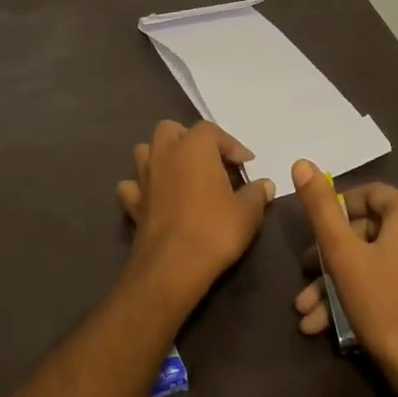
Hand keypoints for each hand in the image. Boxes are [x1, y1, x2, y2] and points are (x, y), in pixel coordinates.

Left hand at [118, 120, 274, 307]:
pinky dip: (141, 187)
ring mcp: (143, 177)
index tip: (246, 164)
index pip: (212, 130)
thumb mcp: (247, 212)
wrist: (173, 266)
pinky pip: (132, 185)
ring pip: (145, 151)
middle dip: (188, 139)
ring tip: (180, 174)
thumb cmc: (215, 230)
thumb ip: (256, 194)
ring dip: (161, 157)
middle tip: (208, 161)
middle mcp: (164, 154)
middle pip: (170, 130)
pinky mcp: (132, 203)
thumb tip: (265, 185)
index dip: (231, 145)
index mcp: (194, 147)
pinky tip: (155, 198)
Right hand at [291, 160, 397, 396]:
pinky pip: (393, 281)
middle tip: (305, 278)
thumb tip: (302, 162)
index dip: (335, 210)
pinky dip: (364, 294)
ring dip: (339, 284)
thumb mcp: (343, 255)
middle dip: (330, 258)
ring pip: (377, 262)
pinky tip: (330, 326)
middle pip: (369, 232)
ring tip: (308, 314)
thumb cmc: (385, 305)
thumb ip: (321, 208)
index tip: (313, 235)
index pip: (369, 194)